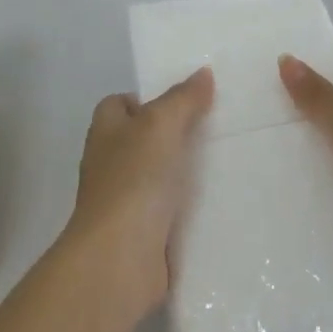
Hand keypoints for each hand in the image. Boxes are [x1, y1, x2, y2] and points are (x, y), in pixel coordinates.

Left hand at [61, 67, 214, 323]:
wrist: (120, 258)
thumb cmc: (134, 180)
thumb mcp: (161, 124)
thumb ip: (183, 98)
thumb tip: (203, 73)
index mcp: (106, 132)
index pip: (119, 104)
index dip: (145, 99)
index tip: (182, 101)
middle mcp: (110, 164)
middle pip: (141, 140)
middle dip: (173, 134)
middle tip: (214, 126)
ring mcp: (124, 202)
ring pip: (158, 176)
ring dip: (184, 172)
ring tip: (226, 160)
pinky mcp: (143, 235)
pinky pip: (169, 212)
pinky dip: (189, 208)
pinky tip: (219, 201)